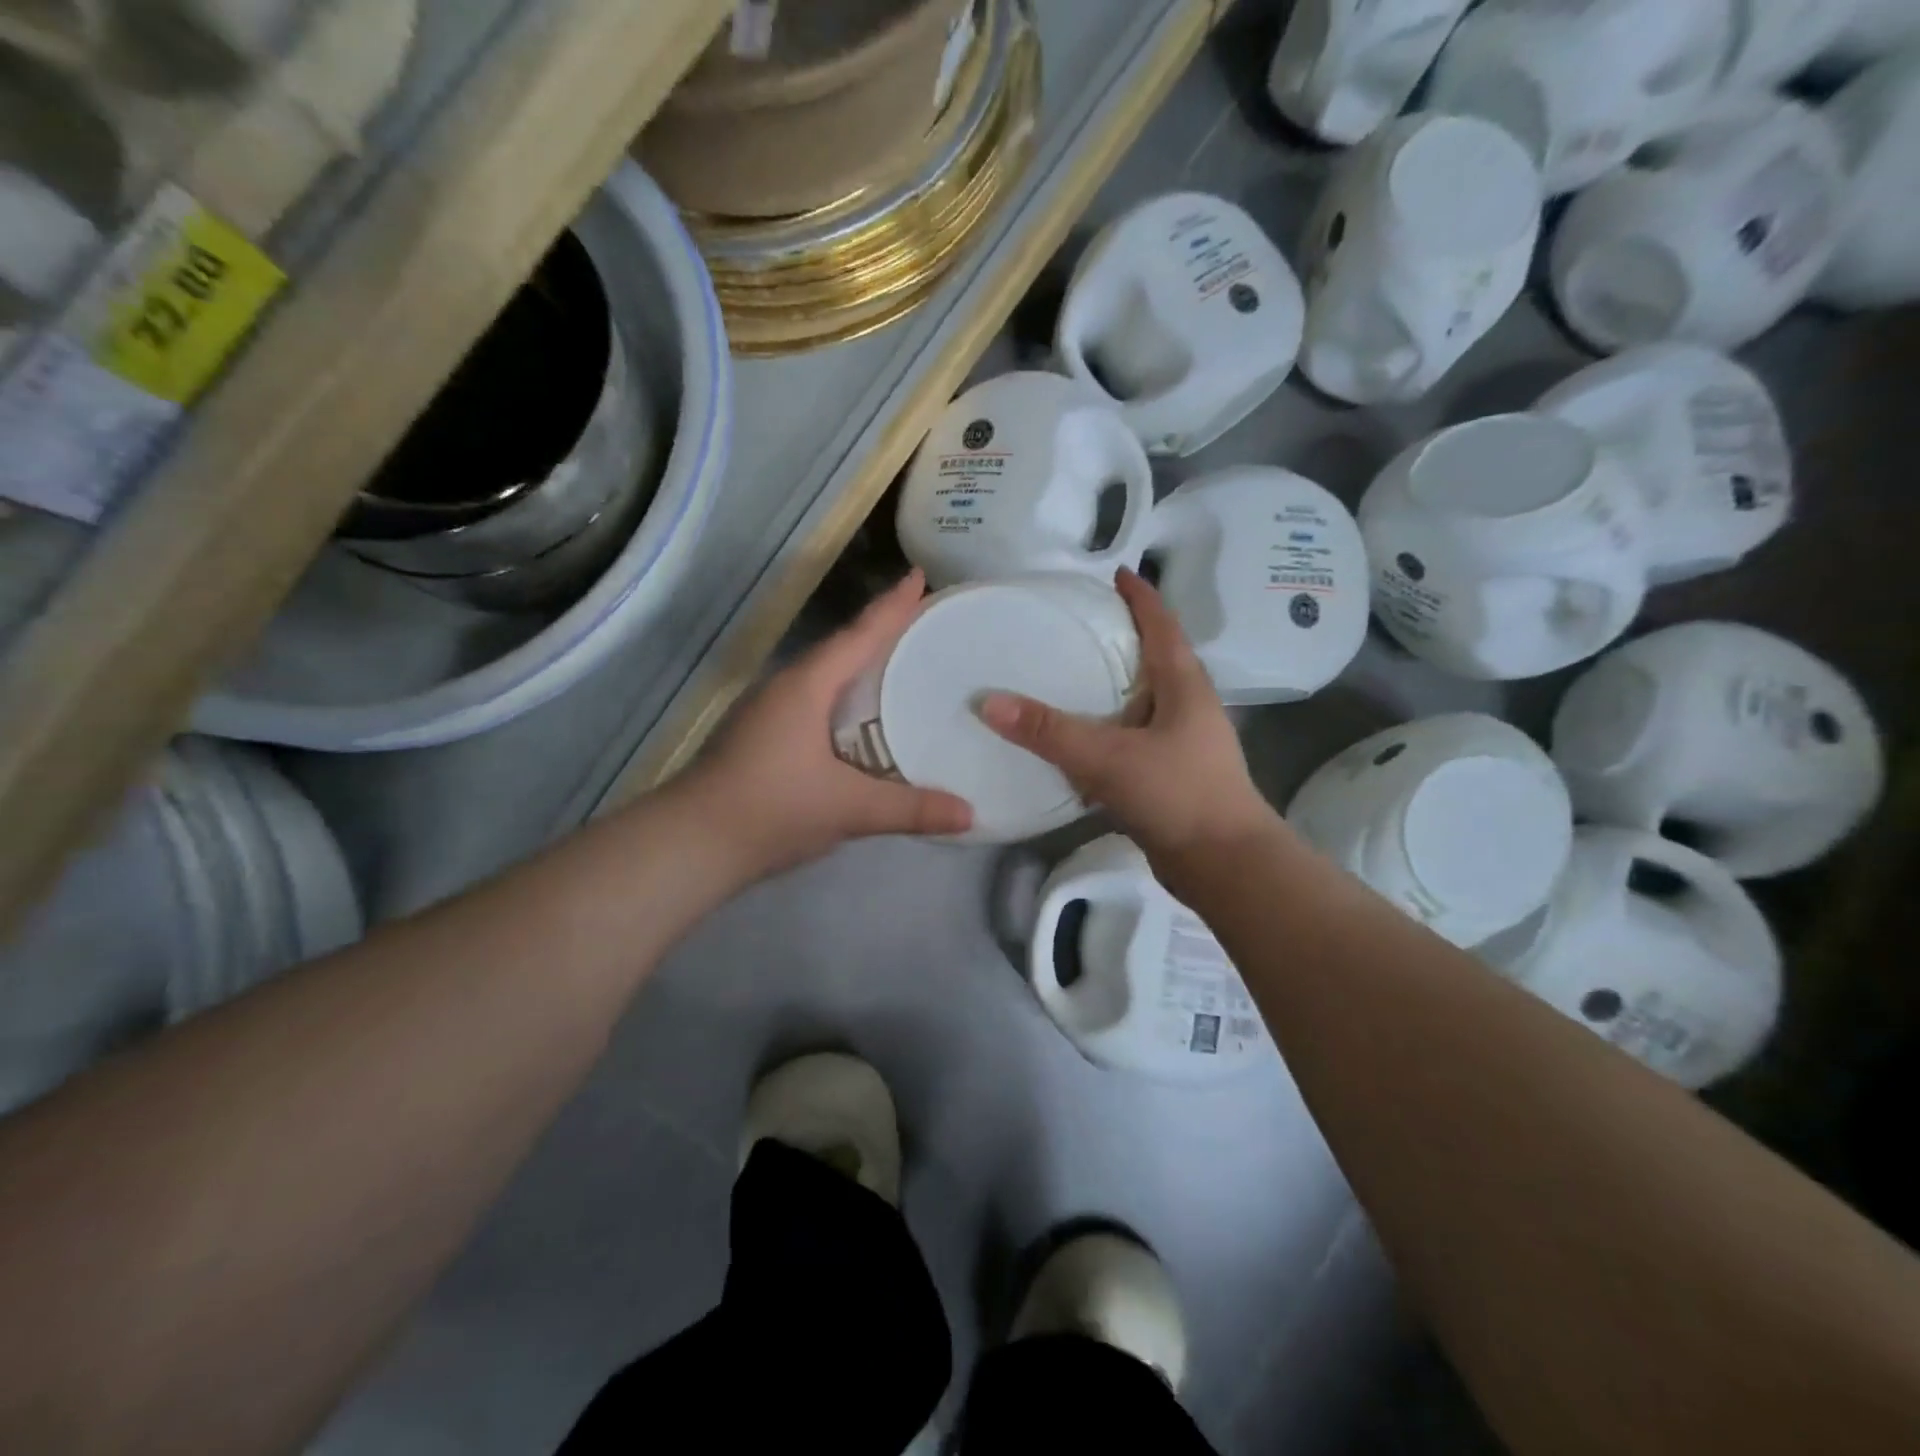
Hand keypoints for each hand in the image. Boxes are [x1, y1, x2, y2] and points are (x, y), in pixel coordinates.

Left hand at [680, 570, 973, 878]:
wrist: (691, 844)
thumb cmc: (771, 809)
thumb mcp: (849, 808)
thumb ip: (910, 809)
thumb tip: (970, 814)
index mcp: (807, 686)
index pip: (858, 635)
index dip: (892, 606)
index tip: (920, 575)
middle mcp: (786, 687)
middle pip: (842, 648)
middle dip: (880, 632)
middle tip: (923, 622)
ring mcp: (768, 711)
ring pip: (824, 676)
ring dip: (859, 666)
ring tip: (899, 665)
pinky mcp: (761, 736)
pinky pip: (814, 701)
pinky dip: (843, 698)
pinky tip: (860, 719)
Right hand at [980, 569, 1279, 869]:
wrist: (1223, 865)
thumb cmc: (1177, 794)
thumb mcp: (1108, 757)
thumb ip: (1049, 731)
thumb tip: (987, 700)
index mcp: (1184, 686)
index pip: (1162, 626)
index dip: (1141, 597)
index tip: (1117, 573)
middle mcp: (1188, 707)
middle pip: (1155, 658)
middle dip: (1123, 637)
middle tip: (1079, 623)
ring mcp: (1182, 744)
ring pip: (1143, 702)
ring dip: (1113, 686)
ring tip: (1070, 675)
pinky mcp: (1171, 776)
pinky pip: (1133, 738)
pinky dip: (1107, 729)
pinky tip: (1078, 739)